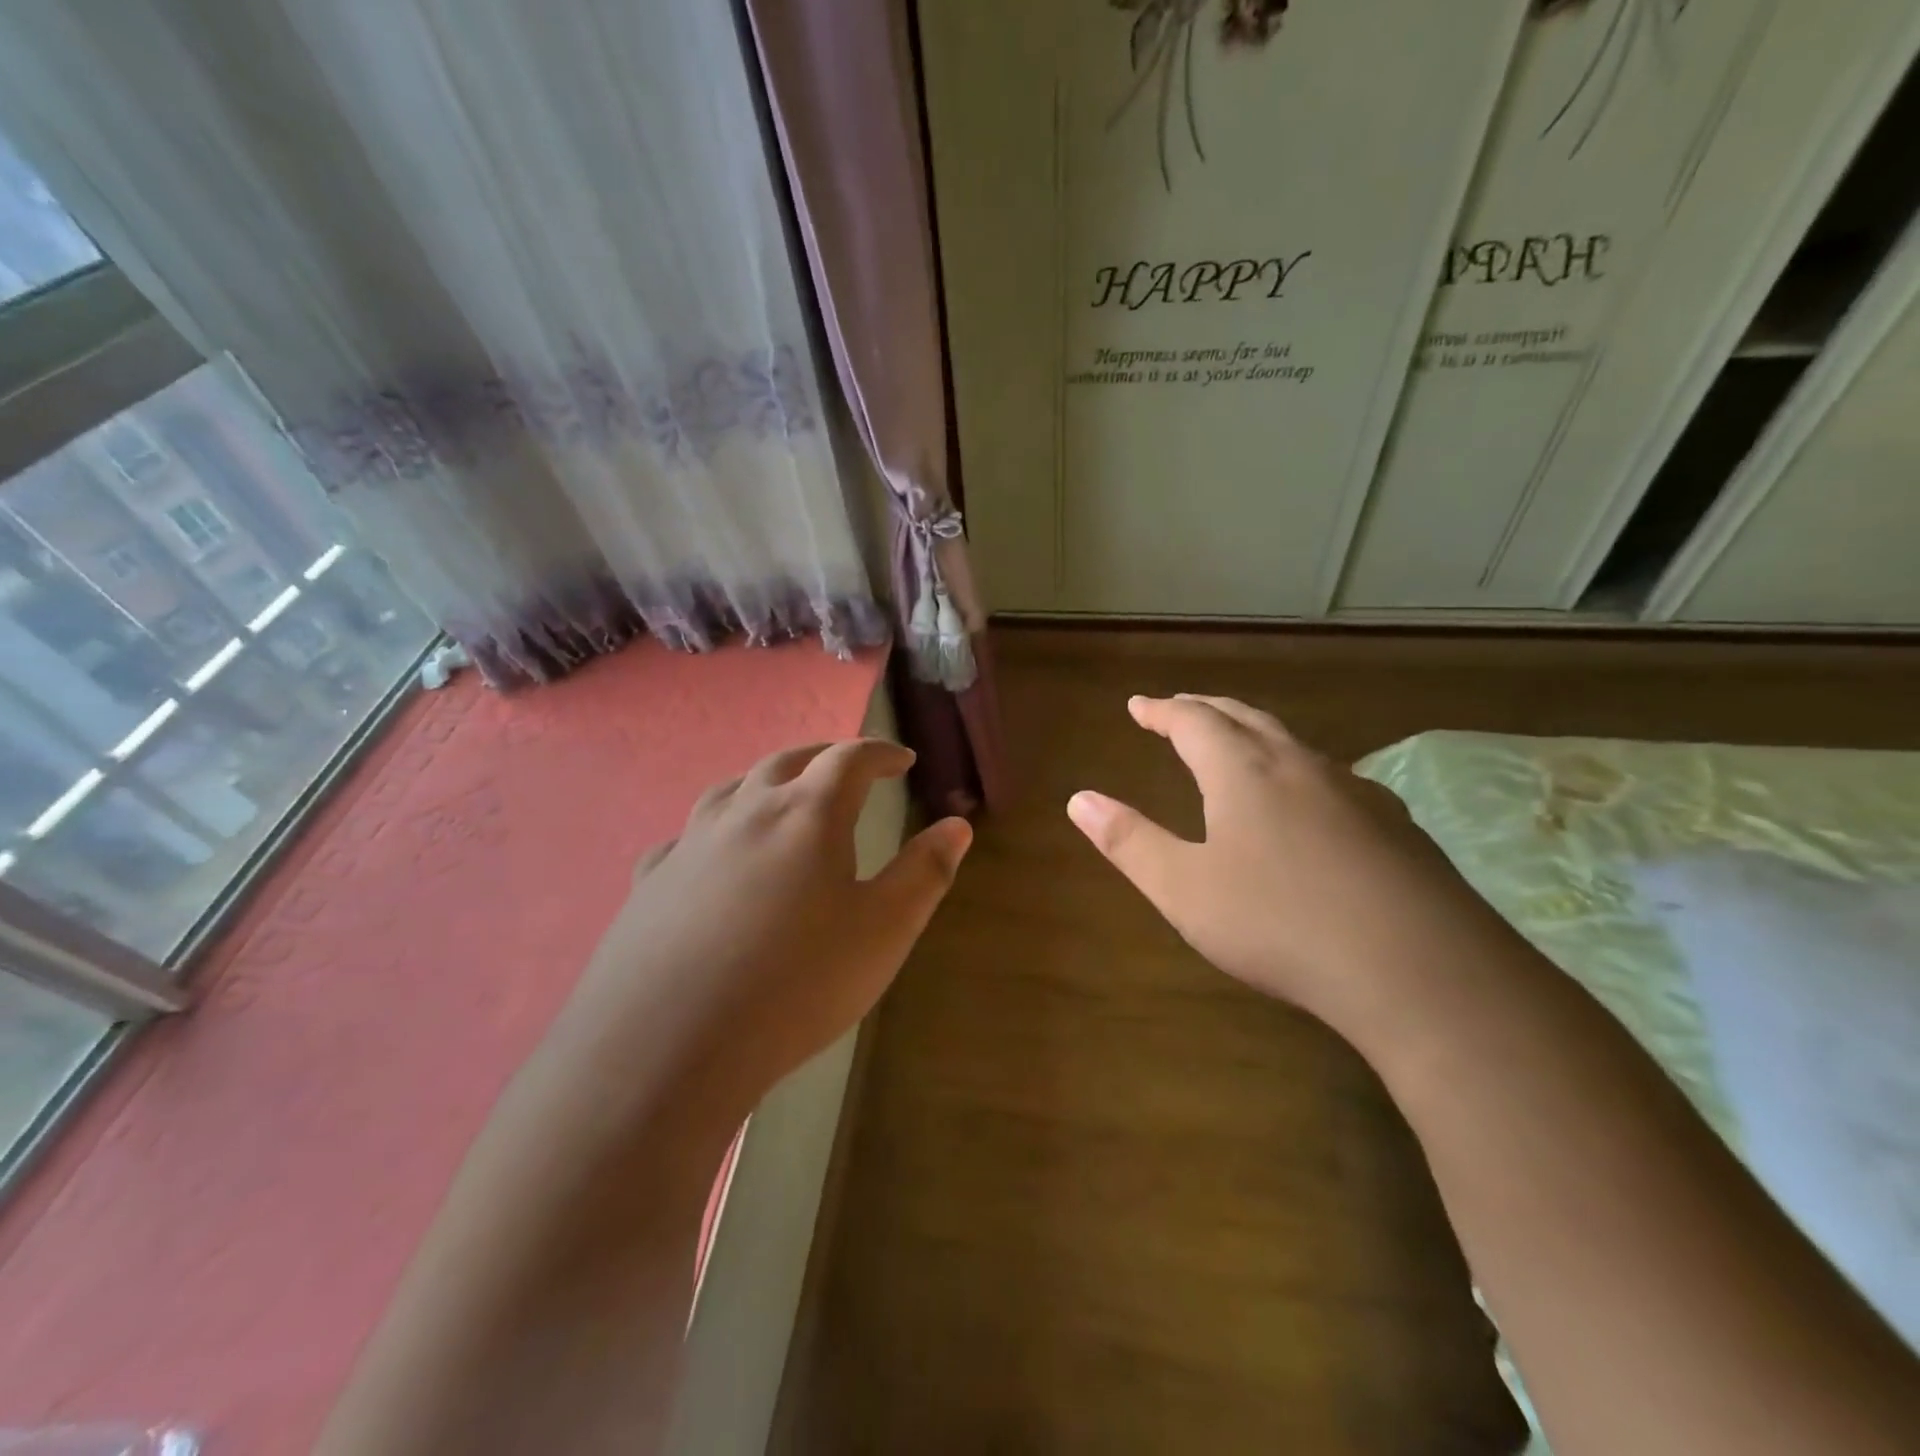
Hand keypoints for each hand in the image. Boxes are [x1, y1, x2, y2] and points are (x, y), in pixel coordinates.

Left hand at [554, 739, 971, 1127]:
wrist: (666, 1045)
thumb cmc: (795, 984)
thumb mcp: (883, 931)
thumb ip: (924, 872)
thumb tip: (958, 824)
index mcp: (807, 814)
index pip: (849, 759)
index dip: (880, 753)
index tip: (902, 759)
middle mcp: (746, 812)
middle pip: (788, 761)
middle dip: (824, 756)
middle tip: (847, 767)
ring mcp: (690, 844)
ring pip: (733, 789)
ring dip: (766, 781)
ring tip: (783, 796)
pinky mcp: (650, 881)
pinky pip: (686, 837)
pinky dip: (714, 831)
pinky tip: (711, 856)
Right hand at [1066, 695, 1506, 1035]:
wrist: (1420, 971)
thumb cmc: (1280, 925)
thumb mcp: (1184, 890)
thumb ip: (1129, 841)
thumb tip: (1078, 798)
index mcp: (1244, 772)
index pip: (1194, 721)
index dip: (1162, 711)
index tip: (1138, 706)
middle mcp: (1300, 766)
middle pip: (1246, 718)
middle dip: (1206, 710)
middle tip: (1180, 709)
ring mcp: (1356, 792)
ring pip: (1294, 744)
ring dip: (1255, 734)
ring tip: (1237, 746)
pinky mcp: (1395, 826)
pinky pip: (1332, 778)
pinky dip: (1299, 771)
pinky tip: (1309, 802)